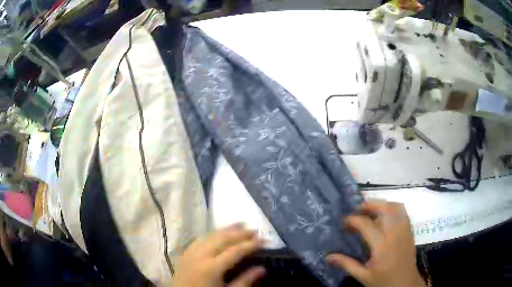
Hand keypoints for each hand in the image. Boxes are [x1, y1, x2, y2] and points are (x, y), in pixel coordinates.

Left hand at [171, 223, 265, 286]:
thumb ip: (244, 281)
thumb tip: (262, 269)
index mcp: (212, 267)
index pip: (235, 251)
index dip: (250, 244)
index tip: (263, 239)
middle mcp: (200, 255)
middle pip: (222, 239)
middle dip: (239, 233)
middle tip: (254, 229)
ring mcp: (190, 253)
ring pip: (210, 236)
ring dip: (226, 230)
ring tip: (239, 224)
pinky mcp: (185, 254)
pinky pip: (199, 239)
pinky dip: (211, 234)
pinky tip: (217, 233)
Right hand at [326, 200, 425, 286]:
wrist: (405, 283)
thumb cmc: (384, 281)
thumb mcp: (364, 276)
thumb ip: (347, 264)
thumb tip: (328, 256)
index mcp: (382, 246)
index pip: (366, 225)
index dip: (353, 220)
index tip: (344, 222)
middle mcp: (395, 233)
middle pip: (384, 209)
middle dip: (370, 205)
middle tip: (358, 209)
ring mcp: (404, 230)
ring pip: (396, 207)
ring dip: (383, 204)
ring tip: (371, 210)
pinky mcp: (409, 231)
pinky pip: (403, 212)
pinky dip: (393, 208)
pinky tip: (385, 216)